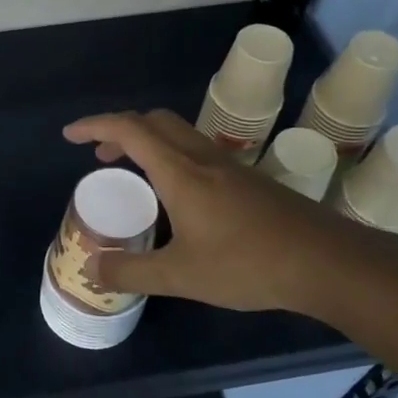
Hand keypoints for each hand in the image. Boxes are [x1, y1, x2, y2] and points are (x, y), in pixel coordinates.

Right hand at [61, 108, 376, 316]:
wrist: (326, 262)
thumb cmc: (248, 263)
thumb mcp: (180, 276)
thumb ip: (132, 272)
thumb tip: (92, 268)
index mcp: (180, 172)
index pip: (129, 130)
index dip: (95, 126)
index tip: (70, 135)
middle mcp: (203, 158)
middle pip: (154, 122)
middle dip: (120, 130)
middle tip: (100, 158)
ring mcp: (230, 167)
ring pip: (179, 135)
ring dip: (147, 142)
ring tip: (132, 174)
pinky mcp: (249, 181)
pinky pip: (197, 152)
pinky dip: (171, 157)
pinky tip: (178, 197)